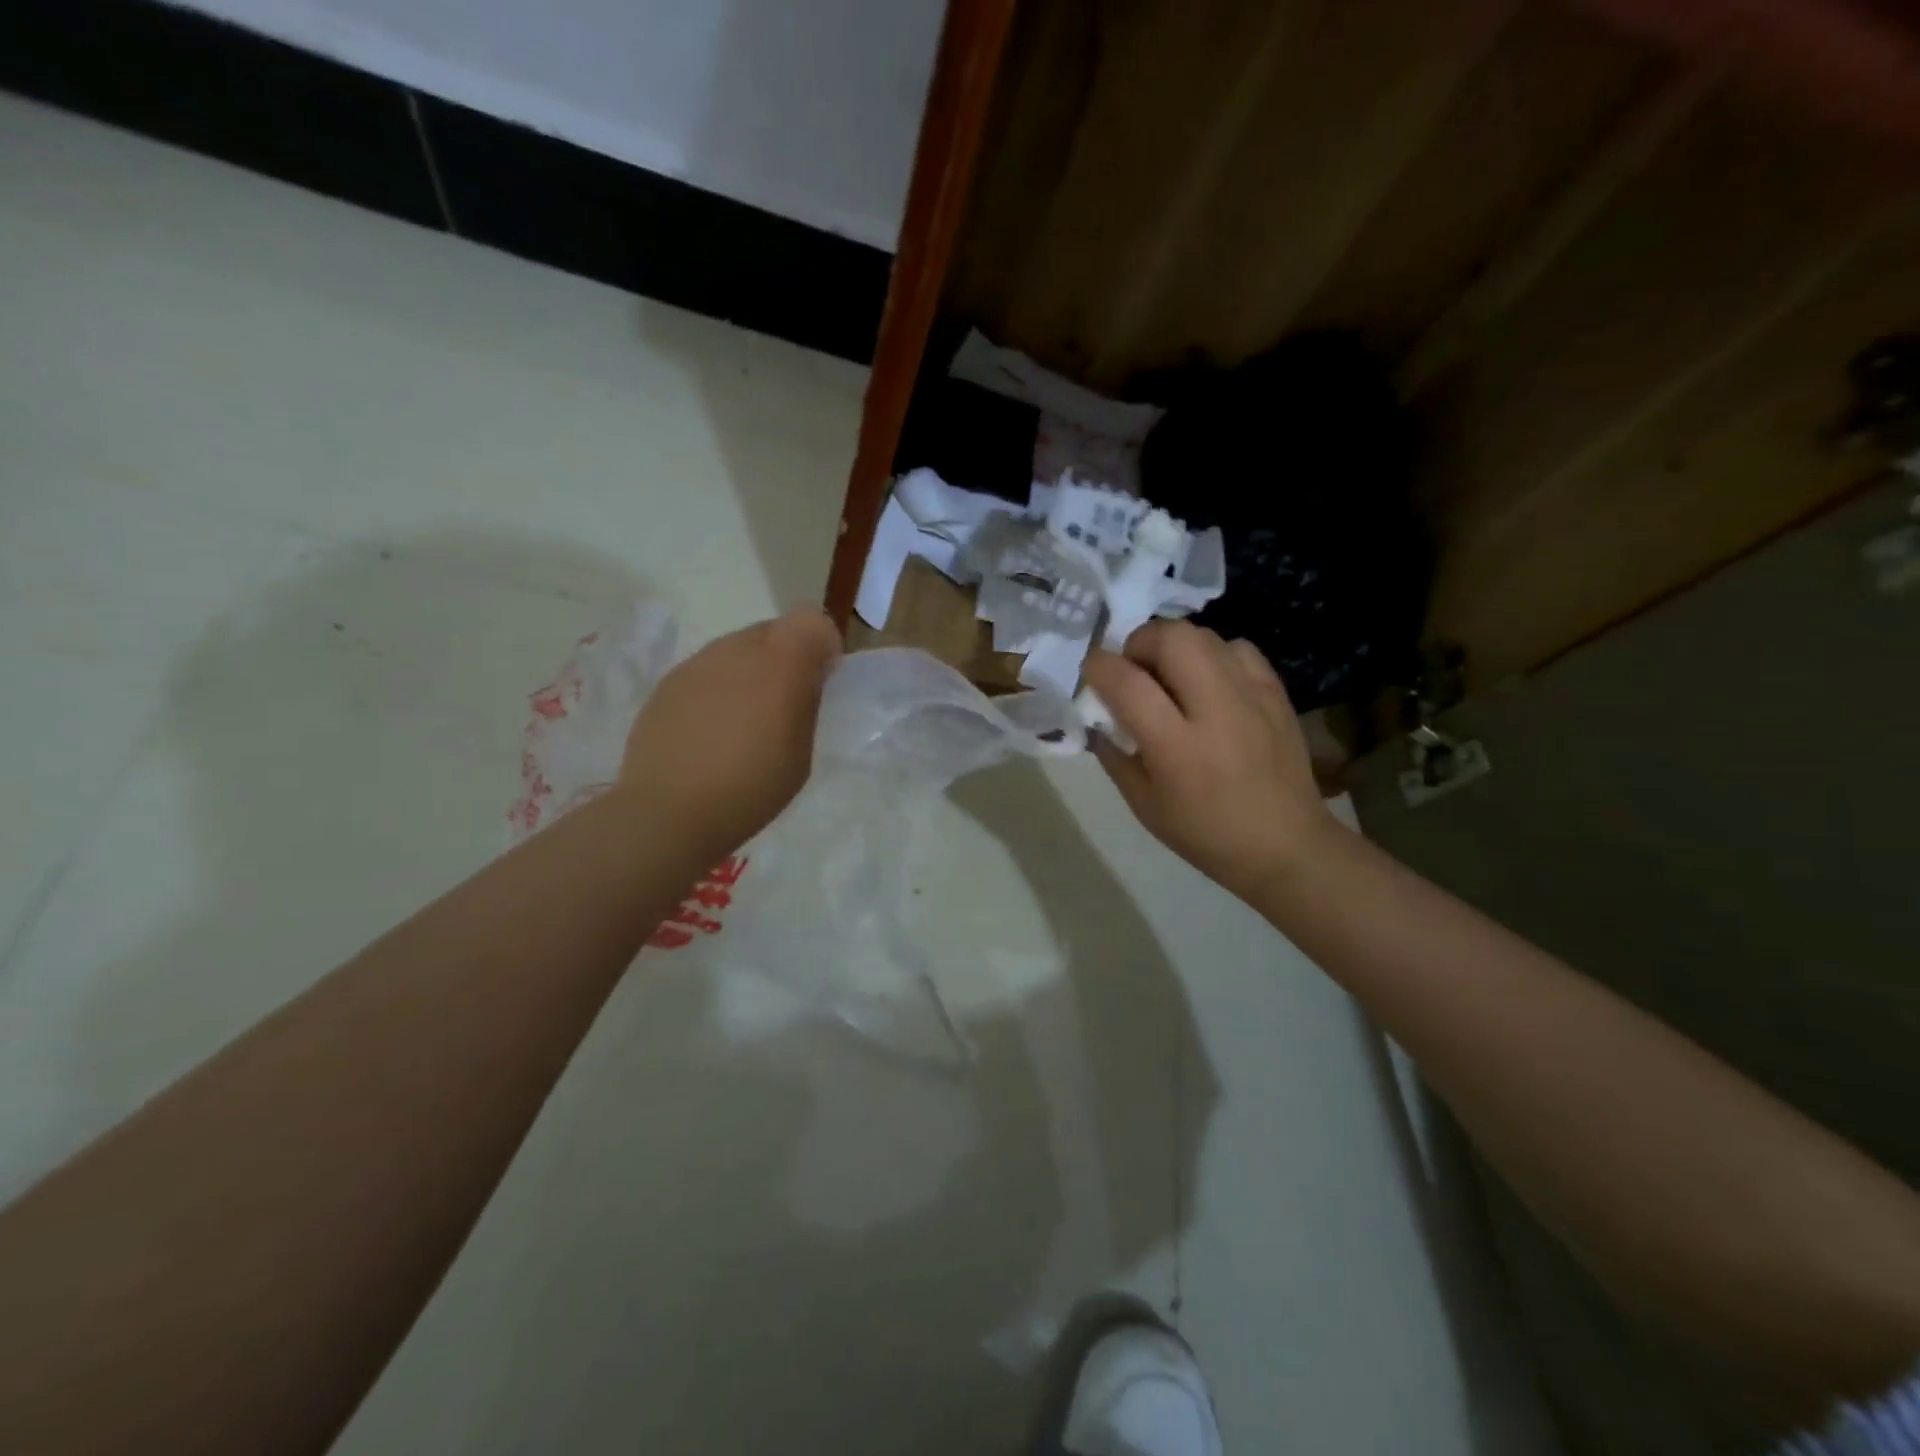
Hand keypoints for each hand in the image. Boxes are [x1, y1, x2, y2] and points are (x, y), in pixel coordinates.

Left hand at [618, 606, 841, 860]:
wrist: (668, 812)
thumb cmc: (751, 787)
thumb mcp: (801, 751)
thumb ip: (807, 702)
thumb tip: (807, 677)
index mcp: (780, 662)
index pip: (812, 620)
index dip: (822, 645)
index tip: (821, 680)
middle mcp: (737, 648)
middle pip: (774, 631)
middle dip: (786, 658)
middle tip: (784, 705)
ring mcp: (697, 662)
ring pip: (737, 650)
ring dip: (749, 673)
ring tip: (743, 722)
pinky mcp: (668, 683)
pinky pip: (707, 672)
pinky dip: (718, 690)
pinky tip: (710, 732)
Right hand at [1082, 621, 1341, 901]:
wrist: (1286, 846)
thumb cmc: (1206, 834)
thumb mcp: (1144, 805)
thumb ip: (1115, 756)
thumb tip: (1098, 717)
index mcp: (1177, 747)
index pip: (1127, 683)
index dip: (1099, 666)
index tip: (1092, 671)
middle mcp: (1216, 711)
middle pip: (1172, 637)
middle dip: (1140, 642)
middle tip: (1135, 669)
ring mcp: (1252, 697)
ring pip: (1205, 635)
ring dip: (1175, 646)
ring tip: (1170, 675)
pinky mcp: (1277, 693)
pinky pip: (1239, 648)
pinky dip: (1214, 655)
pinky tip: (1209, 682)